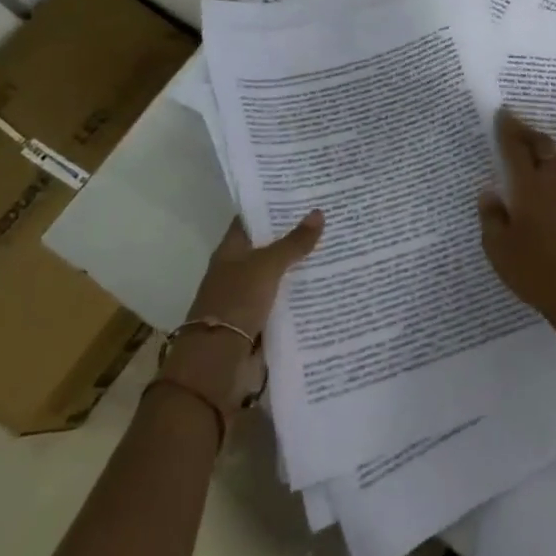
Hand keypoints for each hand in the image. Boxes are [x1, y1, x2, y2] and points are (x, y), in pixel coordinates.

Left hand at [158, 211, 322, 411]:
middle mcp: (238, 270)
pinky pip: (285, 300)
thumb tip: (319, 212)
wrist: (217, 362)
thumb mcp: (267, 266)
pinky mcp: (261, 320)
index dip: (274, 206)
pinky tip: (329, 284)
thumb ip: (294, 242)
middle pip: (269, 246)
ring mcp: (249, 296)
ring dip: (302, 265)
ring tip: (337, 247)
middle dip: (295, 235)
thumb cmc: (236, 302)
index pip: (252, 219)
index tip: (304, 194)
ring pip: (280, 274)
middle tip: (331, 217)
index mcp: (231, 250)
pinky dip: (302, 293)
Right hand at [478, 109, 555, 339]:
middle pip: (543, 146)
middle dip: (527, 133)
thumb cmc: (534, 270)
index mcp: (529, 187)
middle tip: (513, 128)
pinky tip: (543, 178)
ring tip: (528, 150)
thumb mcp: (498, 248)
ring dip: (543, 147)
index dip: (508, 129)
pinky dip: (552, 164)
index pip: (516, 148)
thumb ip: (491, 216)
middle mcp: (552, 184)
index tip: (502, 113)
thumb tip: (490, 192)